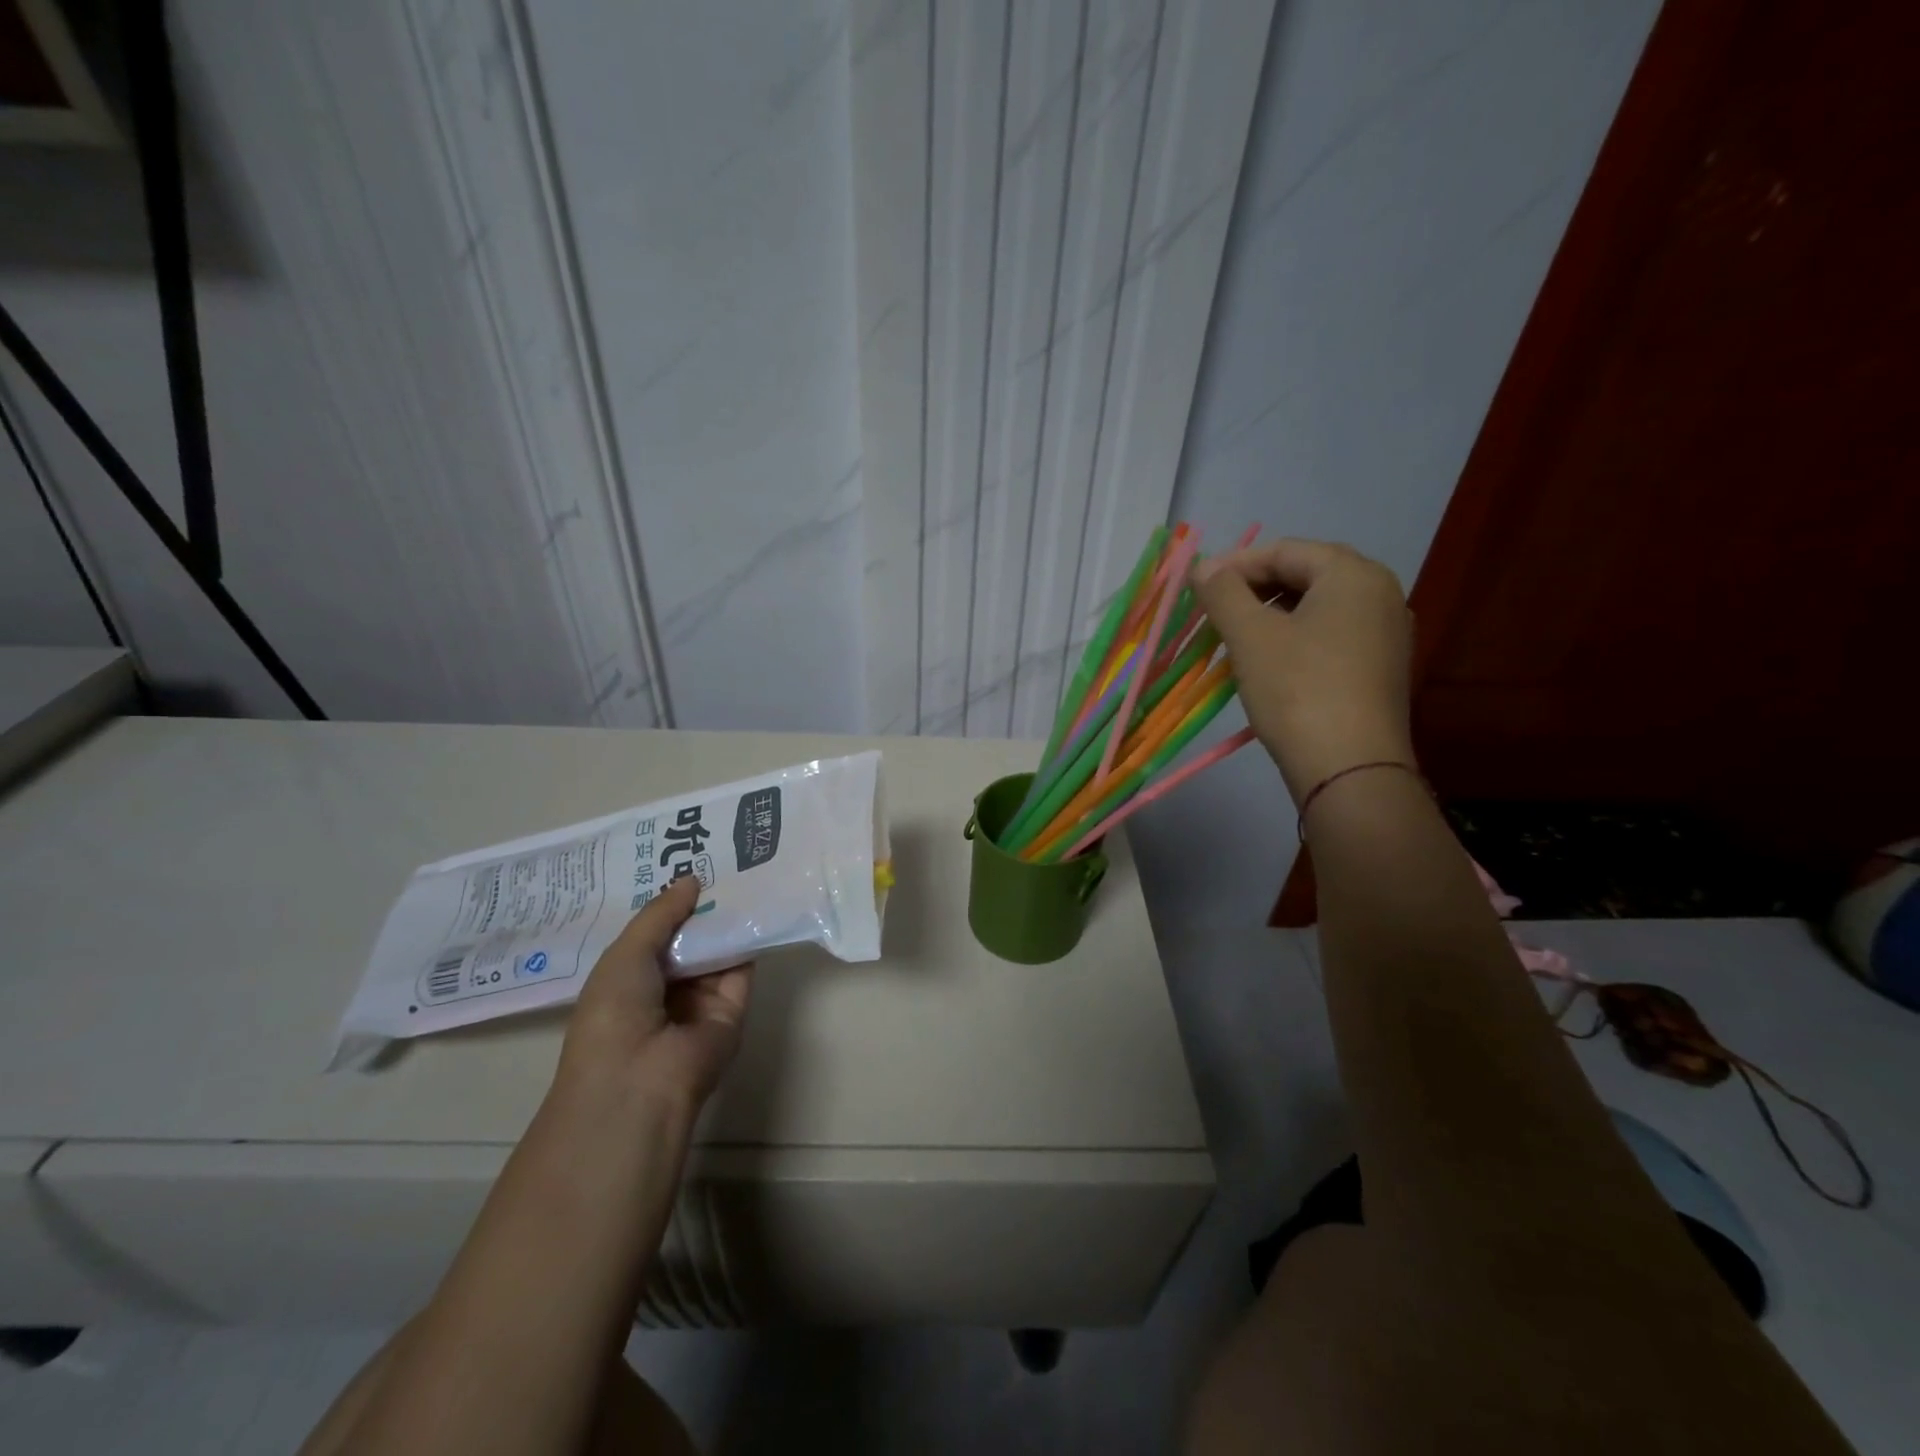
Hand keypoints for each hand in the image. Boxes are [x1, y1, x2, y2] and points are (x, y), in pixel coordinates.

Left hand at [555, 875, 751, 1113]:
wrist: (641, 1081)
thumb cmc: (614, 1014)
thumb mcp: (626, 954)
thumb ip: (660, 915)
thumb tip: (691, 879)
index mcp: (627, 981)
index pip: (653, 936)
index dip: (668, 905)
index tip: (685, 864)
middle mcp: (664, 990)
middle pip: (688, 941)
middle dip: (700, 907)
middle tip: (721, 860)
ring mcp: (700, 1002)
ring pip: (716, 951)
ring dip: (726, 919)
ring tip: (744, 872)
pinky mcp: (733, 1010)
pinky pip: (742, 969)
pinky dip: (748, 940)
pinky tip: (757, 904)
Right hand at [1192, 538, 1414, 800]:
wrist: (1350, 769)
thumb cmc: (1298, 690)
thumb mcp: (1251, 635)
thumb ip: (1223, 592)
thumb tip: (1204, 566)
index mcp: (1354, 574)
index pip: (1285, 550)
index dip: (1235, 564)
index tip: (1198, 587)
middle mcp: (1380, 594)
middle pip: (1305, 575)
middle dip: (1254, 590)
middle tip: (1215, 613)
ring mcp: (1385, 634)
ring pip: (1316, 609)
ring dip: (1271, 616)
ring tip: (1235, 639)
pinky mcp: (1380, 669)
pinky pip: (1330, 637)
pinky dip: (1295, 640)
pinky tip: (1268, 665)